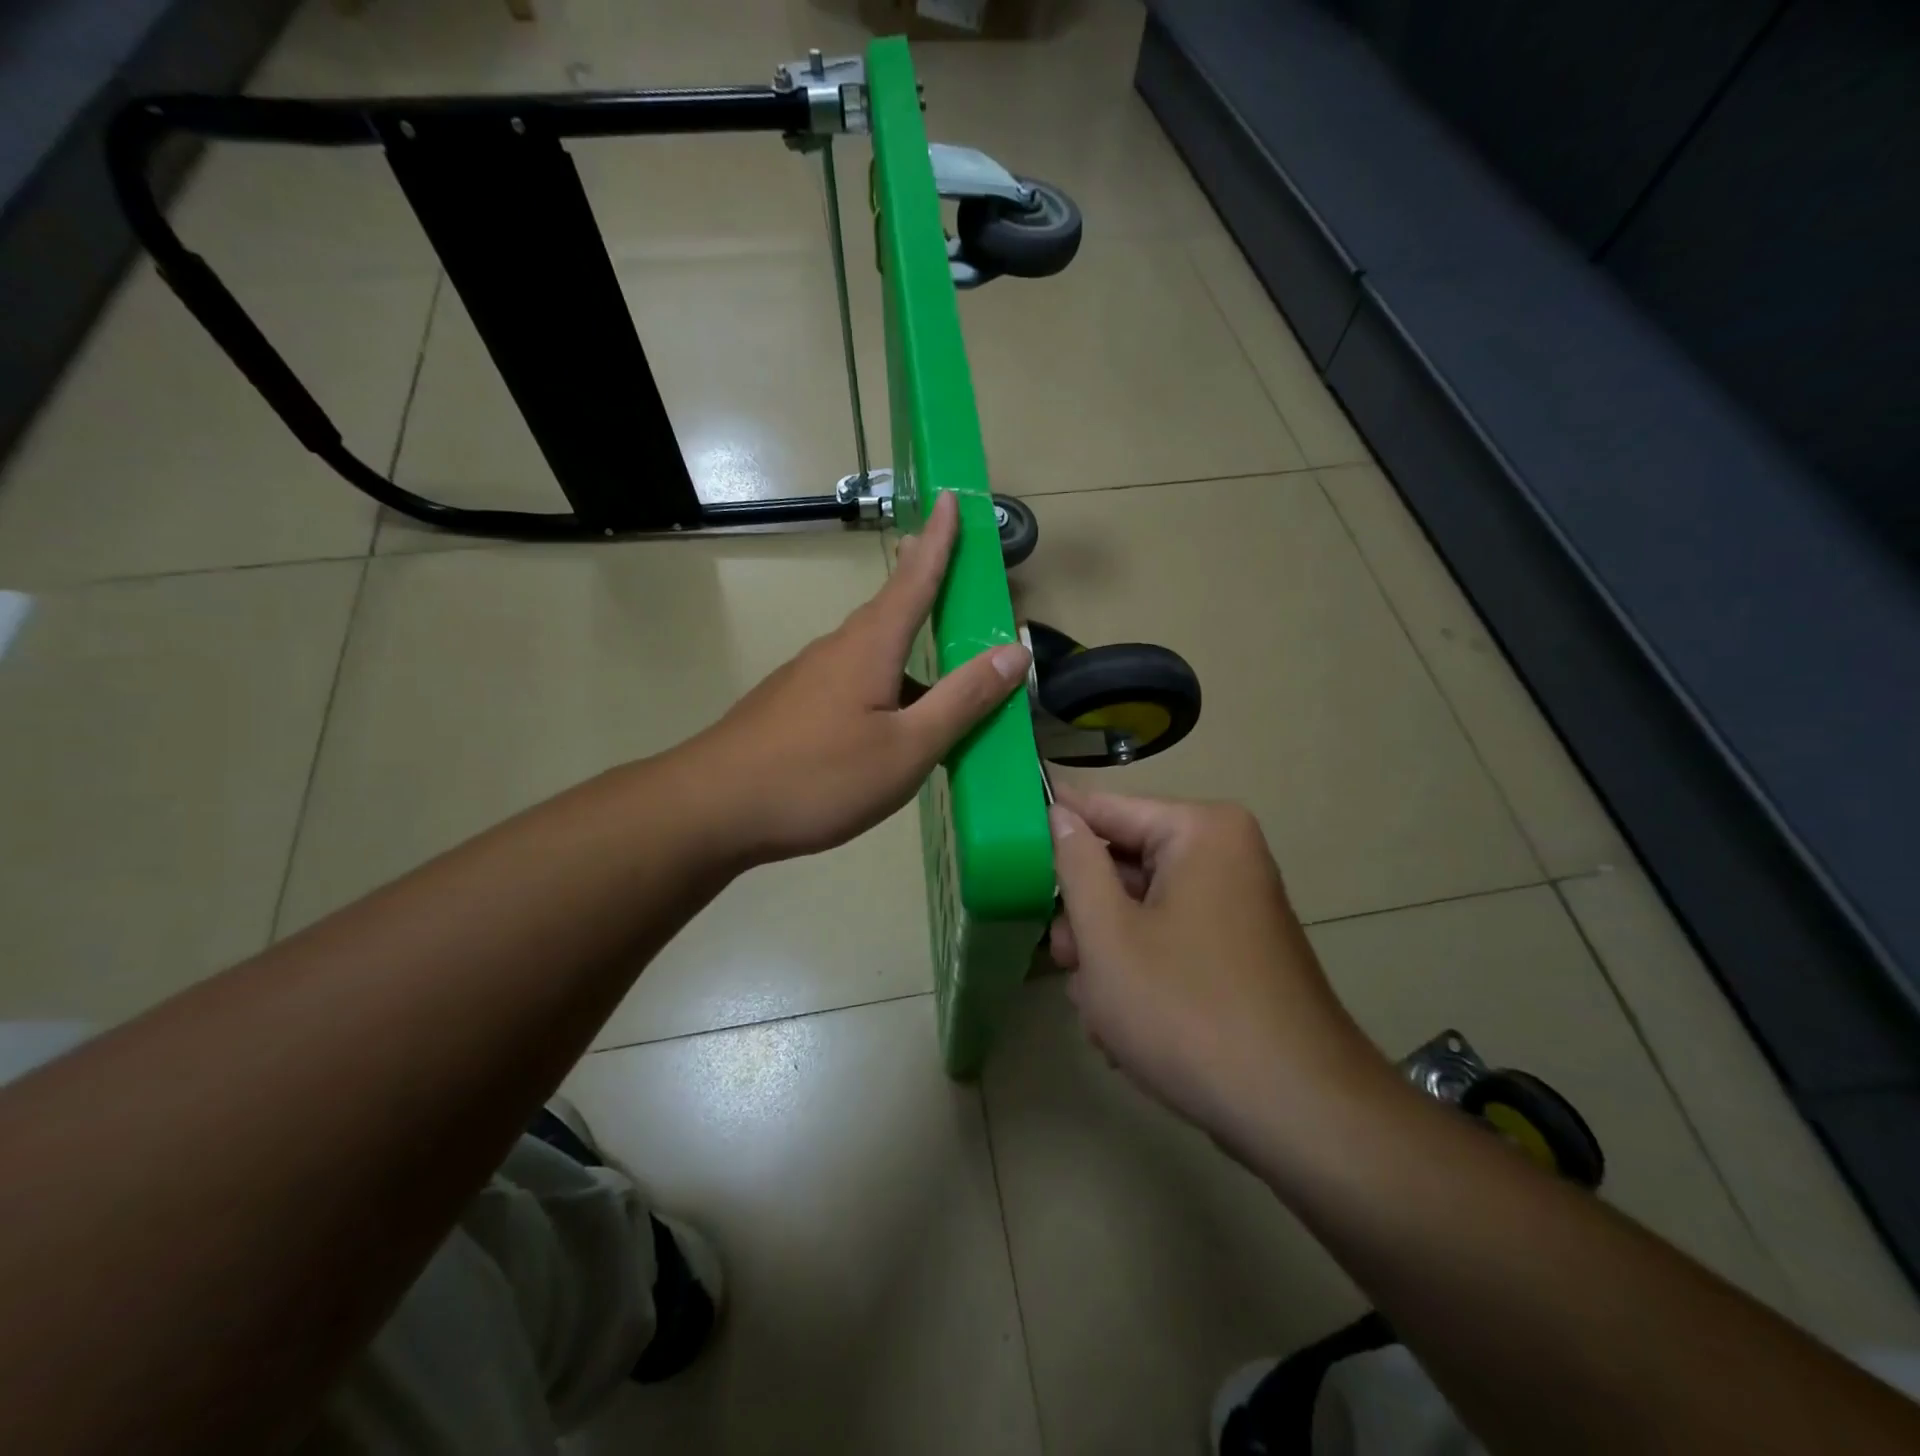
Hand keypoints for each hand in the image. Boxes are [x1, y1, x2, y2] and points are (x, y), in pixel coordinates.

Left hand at [687, 492, 1030, 865]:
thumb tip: (1015, 651)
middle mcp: (837, 650)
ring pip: (869, 653)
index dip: (940, 540)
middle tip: (944, 565)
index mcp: (870, 647)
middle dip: (920, 584)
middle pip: (889, 610)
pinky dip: (882, 686)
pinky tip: (887, 726)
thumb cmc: (819, 777)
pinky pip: (850, 682)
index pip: (915, 579)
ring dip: (905, 650)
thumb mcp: (907, 748)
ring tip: (937, 679)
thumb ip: (963, 700)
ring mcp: (806, 679)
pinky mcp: (790, 707)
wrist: (713, 810)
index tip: (950, 497)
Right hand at [1048, 789, 1388, 1158]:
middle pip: (1122, 865)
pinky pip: (1169, 941)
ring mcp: (1234, 905)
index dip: (1050, 825)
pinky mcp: (1236, 951)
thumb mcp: (1108, 936)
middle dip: (1086, 918)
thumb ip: (1074, 865)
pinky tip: (1127, 1030)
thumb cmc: (1188, 1012)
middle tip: (1064, 961)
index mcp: (1199, 831)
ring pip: (1139, 911)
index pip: (1104, 808)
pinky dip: (1140, 976)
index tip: (1005, 841)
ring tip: (1101, 1012)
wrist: (1299, 1115)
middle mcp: (1223, 855)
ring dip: (1108, 958)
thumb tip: (1057, 813)